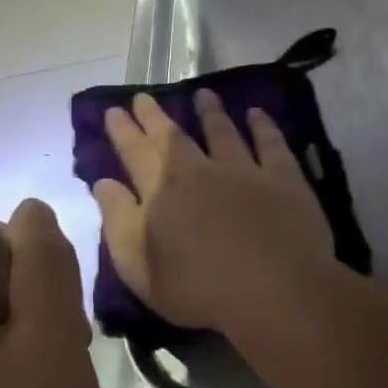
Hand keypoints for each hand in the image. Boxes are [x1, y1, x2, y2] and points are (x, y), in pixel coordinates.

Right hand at [93, 89, 336, 331]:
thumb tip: (104, 184)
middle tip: (144, 96)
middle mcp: (200, 171)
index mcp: (162, 193)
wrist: (274, 292)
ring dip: (210, 112)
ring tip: (202, 94)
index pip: (135, 153)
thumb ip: (118, 223)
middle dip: (155, 116)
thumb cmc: (199, 290)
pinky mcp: (283, 178)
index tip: (114, 110)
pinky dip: (262, 125)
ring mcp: (244, 171)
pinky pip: (270, 143)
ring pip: (222, 131)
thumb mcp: (140, 268)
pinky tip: (256, 113)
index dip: (123, 131)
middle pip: (173, 137)